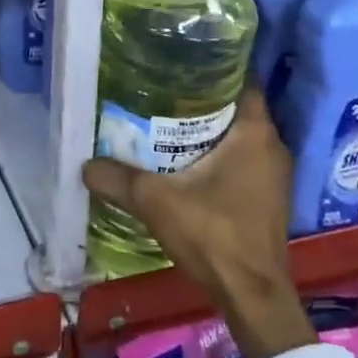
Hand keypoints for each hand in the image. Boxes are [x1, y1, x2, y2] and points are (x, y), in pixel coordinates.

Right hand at [83, 90, 316, 357]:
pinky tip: (183, 158)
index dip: (213, 66)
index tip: (180, 61)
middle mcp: (271, 146)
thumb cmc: (214, 235)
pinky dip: (216, 152)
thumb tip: (84, 164)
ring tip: (165, 119)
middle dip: (200, 97)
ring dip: (207, 127)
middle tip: (160, 90)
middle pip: (235, 106)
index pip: (240, 80)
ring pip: (237, 134)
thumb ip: (117, 179)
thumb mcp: (156, 202)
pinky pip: (240, 157)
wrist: (252, 296)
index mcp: (255, 134)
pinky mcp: (266, 195)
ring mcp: (272, 173)